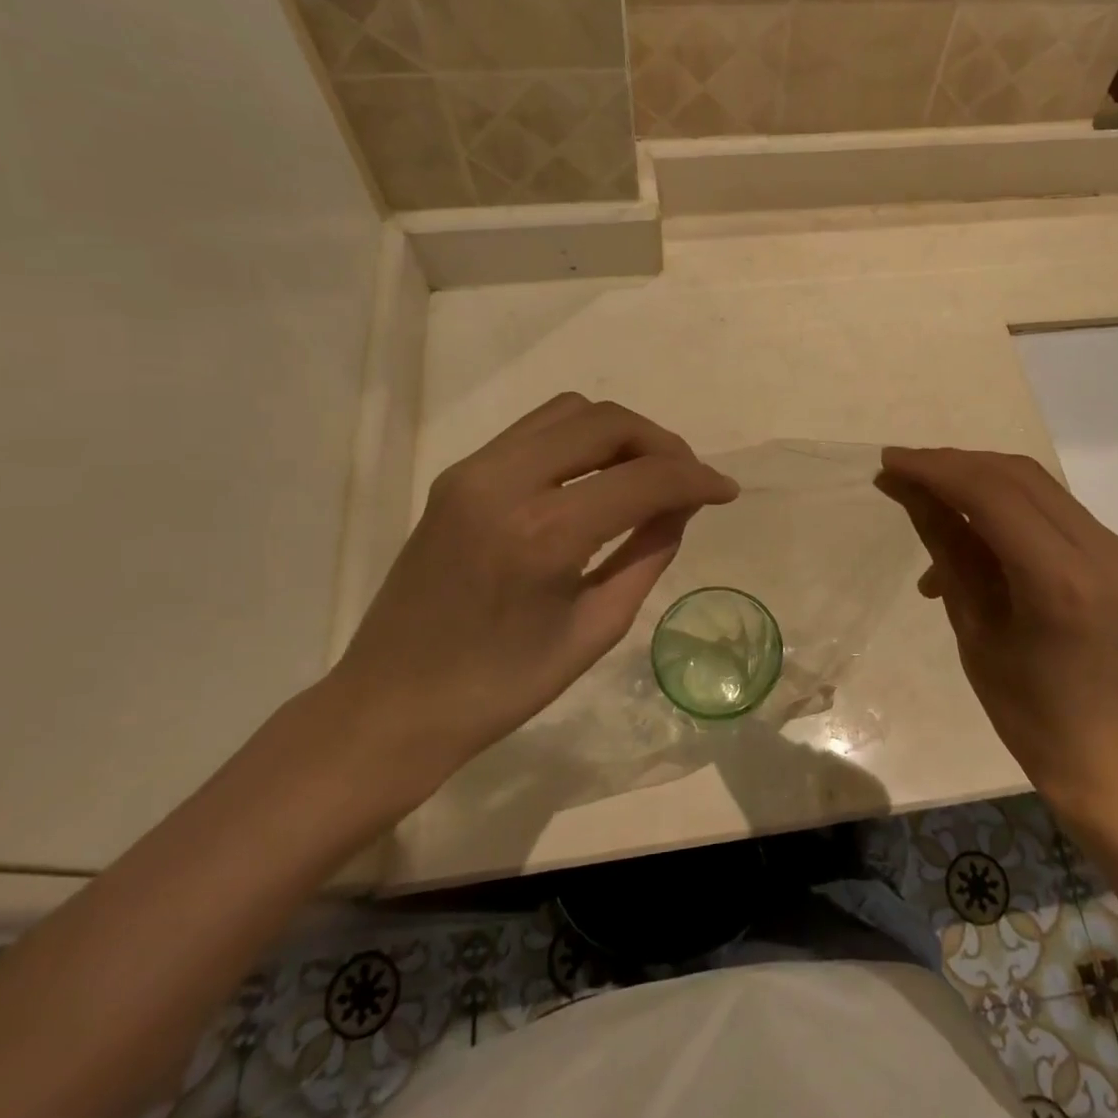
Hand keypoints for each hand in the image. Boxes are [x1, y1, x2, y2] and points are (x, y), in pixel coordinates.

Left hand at [328, 395, 737, 807]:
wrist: (391, 705)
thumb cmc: (501, 688)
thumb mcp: (595, 628)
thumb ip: (648, 554)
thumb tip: (682, 505)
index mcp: (544, 534)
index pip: (643, 478)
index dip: (696, 478)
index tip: (727, 491)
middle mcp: (504, 482)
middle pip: (607, 421)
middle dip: (662, 443)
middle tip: (689, 480)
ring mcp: (473, 470)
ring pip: (570, 411)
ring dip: (621, 433)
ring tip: (646, 474)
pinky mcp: (458, 474)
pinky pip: (536, 430)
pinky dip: (580, 440)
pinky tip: (596, 476)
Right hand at [877, 447, 1117, 812]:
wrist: (1099, 746)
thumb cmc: (1022, 706)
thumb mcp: (971, 623)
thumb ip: (944, 544)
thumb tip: (904, 487)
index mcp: (1061, 582)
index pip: (993, 496)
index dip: (936, 470)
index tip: (890, 461)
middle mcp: (1102, 552)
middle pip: (1018, 477)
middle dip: (954, 465)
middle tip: (903, 470)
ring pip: (1036, 484)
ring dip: (976, 479)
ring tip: (926, 496)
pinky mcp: (1117, 551)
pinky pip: (1050, 508)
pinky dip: (1002, 505)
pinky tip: (966, 528)